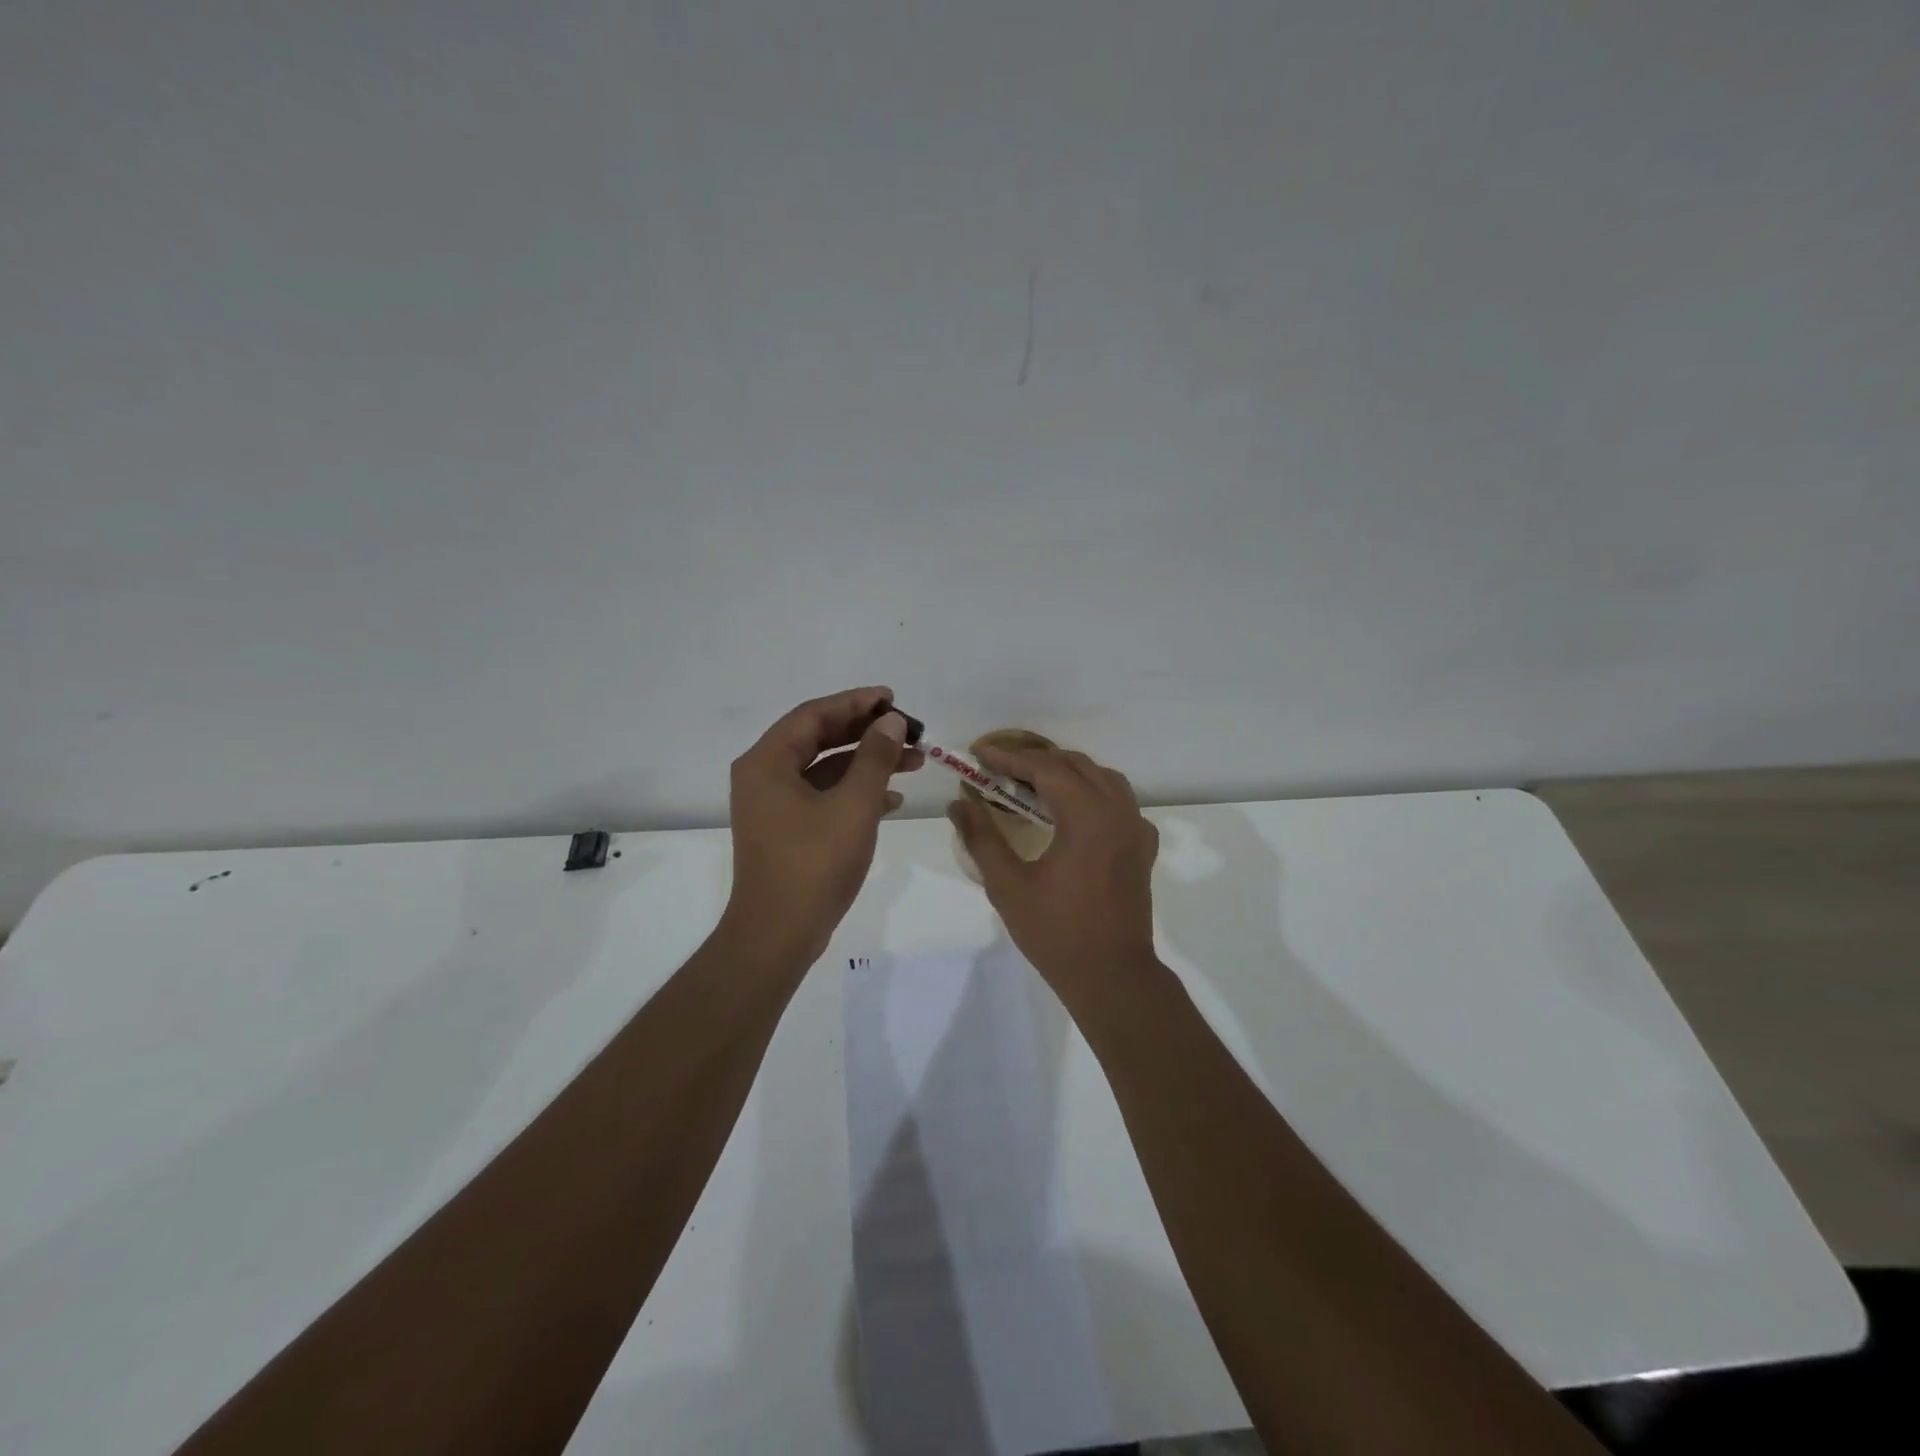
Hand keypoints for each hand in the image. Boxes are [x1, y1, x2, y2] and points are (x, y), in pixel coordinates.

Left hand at [725, 686, 920, 961]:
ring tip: (914, 761)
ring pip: (825, 769)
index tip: (893, 698)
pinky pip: (822, 796)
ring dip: (867, 763)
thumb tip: (890, 721)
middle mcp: (764, 776)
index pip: (814, 715)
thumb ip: (874, 758)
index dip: (856, 702)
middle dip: (866, 733)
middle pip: (819, 738)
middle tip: (908, 729)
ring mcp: (773, 805)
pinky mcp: (786, 830)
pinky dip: (855, 792)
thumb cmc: (814, 864)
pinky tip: (892, 800)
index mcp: (767, 762)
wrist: (779, 935)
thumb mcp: (854, 805)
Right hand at [948, 745, 1159, 1004]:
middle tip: (1000, 770)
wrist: (1113, 976)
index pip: (1045, 768)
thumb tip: (958, 804)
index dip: (1009, 758)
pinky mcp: (1143, 847)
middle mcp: (1117, 811)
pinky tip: (1074, 813)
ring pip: (1103, 778)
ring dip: (1067, 773)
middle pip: (1076, 765)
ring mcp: (1136, 828)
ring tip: (1034, 784)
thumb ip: (982, 839)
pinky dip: (1094, 794)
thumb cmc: (1057, 932)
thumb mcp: (1008, 886)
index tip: (980, 754)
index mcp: (1087, 815)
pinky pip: (1120, 802)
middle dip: (1036, 761)